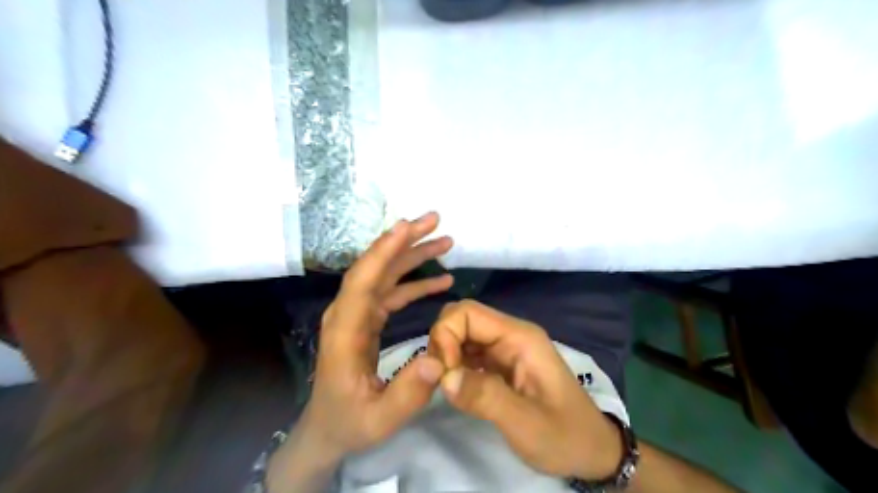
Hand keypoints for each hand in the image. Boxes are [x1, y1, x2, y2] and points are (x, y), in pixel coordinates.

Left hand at [300, 214, 451, 459]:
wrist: (328, 428)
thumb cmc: (350, 423)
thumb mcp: (380, 418)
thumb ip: (408, 393)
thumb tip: (438, 360)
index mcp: (346, 330)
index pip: (363, 280)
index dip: (384, 250)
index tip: (408, 226)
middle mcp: (350, 313)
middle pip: (376, 267)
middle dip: (404, 241)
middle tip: (435, 221)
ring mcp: (359, 315)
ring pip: (386, 275)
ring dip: (414, 256)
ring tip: (445, 242)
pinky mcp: (369, 320)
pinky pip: (393, 293)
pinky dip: (416, 283)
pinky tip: (441, 281)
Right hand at [428, 300, 620, 480]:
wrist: (592, 450)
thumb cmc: (565, 435)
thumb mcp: (527, 424)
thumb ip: (485, 398)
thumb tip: (443, 377)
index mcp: (519, 337)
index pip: (467, 312)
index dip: (445, 335)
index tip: (443, 373)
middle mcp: (510, 335)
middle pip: (461, 319)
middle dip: (442, 343)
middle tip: (441, 379)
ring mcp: (505, 348)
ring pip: (461, 335)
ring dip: (445, 355)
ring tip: (446, 386)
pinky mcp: (500, 364)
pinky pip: (467, 352)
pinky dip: (453, 365)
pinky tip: (455, 387)